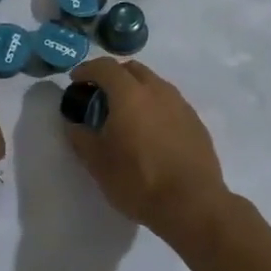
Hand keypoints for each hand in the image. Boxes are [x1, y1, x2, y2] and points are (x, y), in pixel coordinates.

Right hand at [62, 58, 228, 238]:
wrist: (192, 204)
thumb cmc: (138, 180)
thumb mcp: (97, 163)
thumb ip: (81, 137)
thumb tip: (75, 124)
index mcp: (130, 94)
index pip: (105, 67)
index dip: (87, 70)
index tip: (75, 81)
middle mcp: (157, 90)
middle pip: (132, 69)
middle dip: (113, 76)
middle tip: (100, 96)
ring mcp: (181, 104)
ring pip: (154, 84)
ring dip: (136, 90)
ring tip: (126, 115)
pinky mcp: (195, 122)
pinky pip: (169, 103)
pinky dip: (154, 107)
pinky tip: (150, 132)